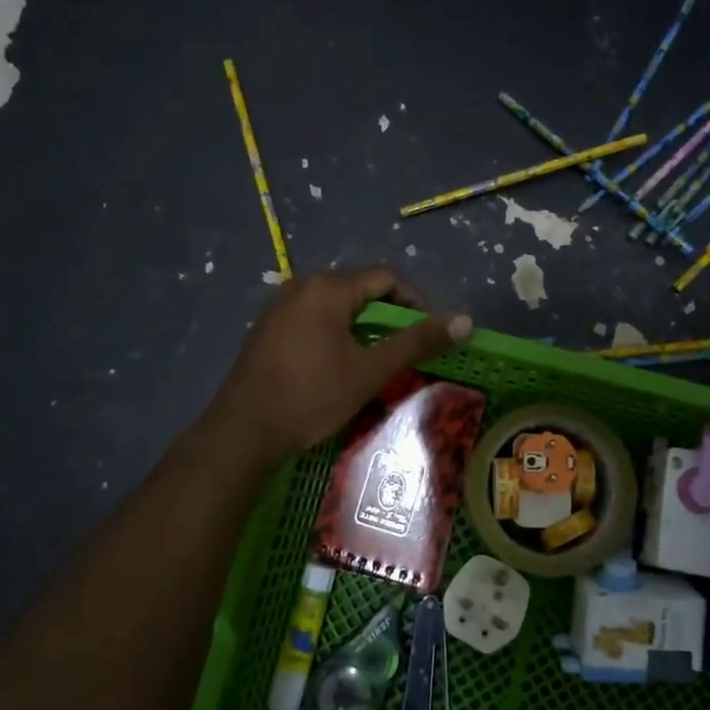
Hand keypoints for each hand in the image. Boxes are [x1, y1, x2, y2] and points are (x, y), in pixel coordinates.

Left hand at [209, 267, 471, 462]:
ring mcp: (279, 306)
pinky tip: (338, 364)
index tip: (429, 333)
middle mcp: (302, 285)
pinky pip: (313, 318)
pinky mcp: (267, 328)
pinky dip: (336, 332)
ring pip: (336, 305)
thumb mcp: (370, 370)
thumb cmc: (312, 396)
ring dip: (363, 325)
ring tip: (376, 359)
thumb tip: (466, 320)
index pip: (386, 277)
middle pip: (360, 288)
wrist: (243, 431)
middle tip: (405, 349)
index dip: (416, 301)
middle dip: (389, 314)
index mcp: (328, 288)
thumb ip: (417, 341)